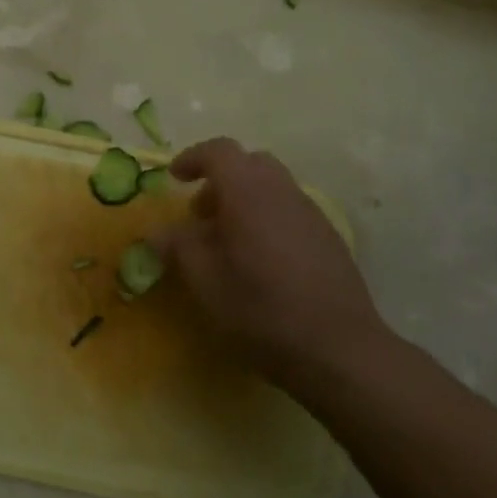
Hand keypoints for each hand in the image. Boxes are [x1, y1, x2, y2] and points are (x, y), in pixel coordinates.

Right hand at [149, 138, 390, 387]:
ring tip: (226, 241)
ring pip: (271, 186)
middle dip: (219, 179)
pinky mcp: (328, 237)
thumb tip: (158, 232)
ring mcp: (311, 213)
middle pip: (249, 163)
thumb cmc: (260, 308)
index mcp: (249, 193)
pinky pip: (288, 209)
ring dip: (243, 200)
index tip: (174, 179)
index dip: (193, 158)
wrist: (338, 346)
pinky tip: (259, 260)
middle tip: (200, 214)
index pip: (220, 151)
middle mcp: (283, 192)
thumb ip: (179, 247)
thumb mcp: (205, 281)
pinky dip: (265, 217)